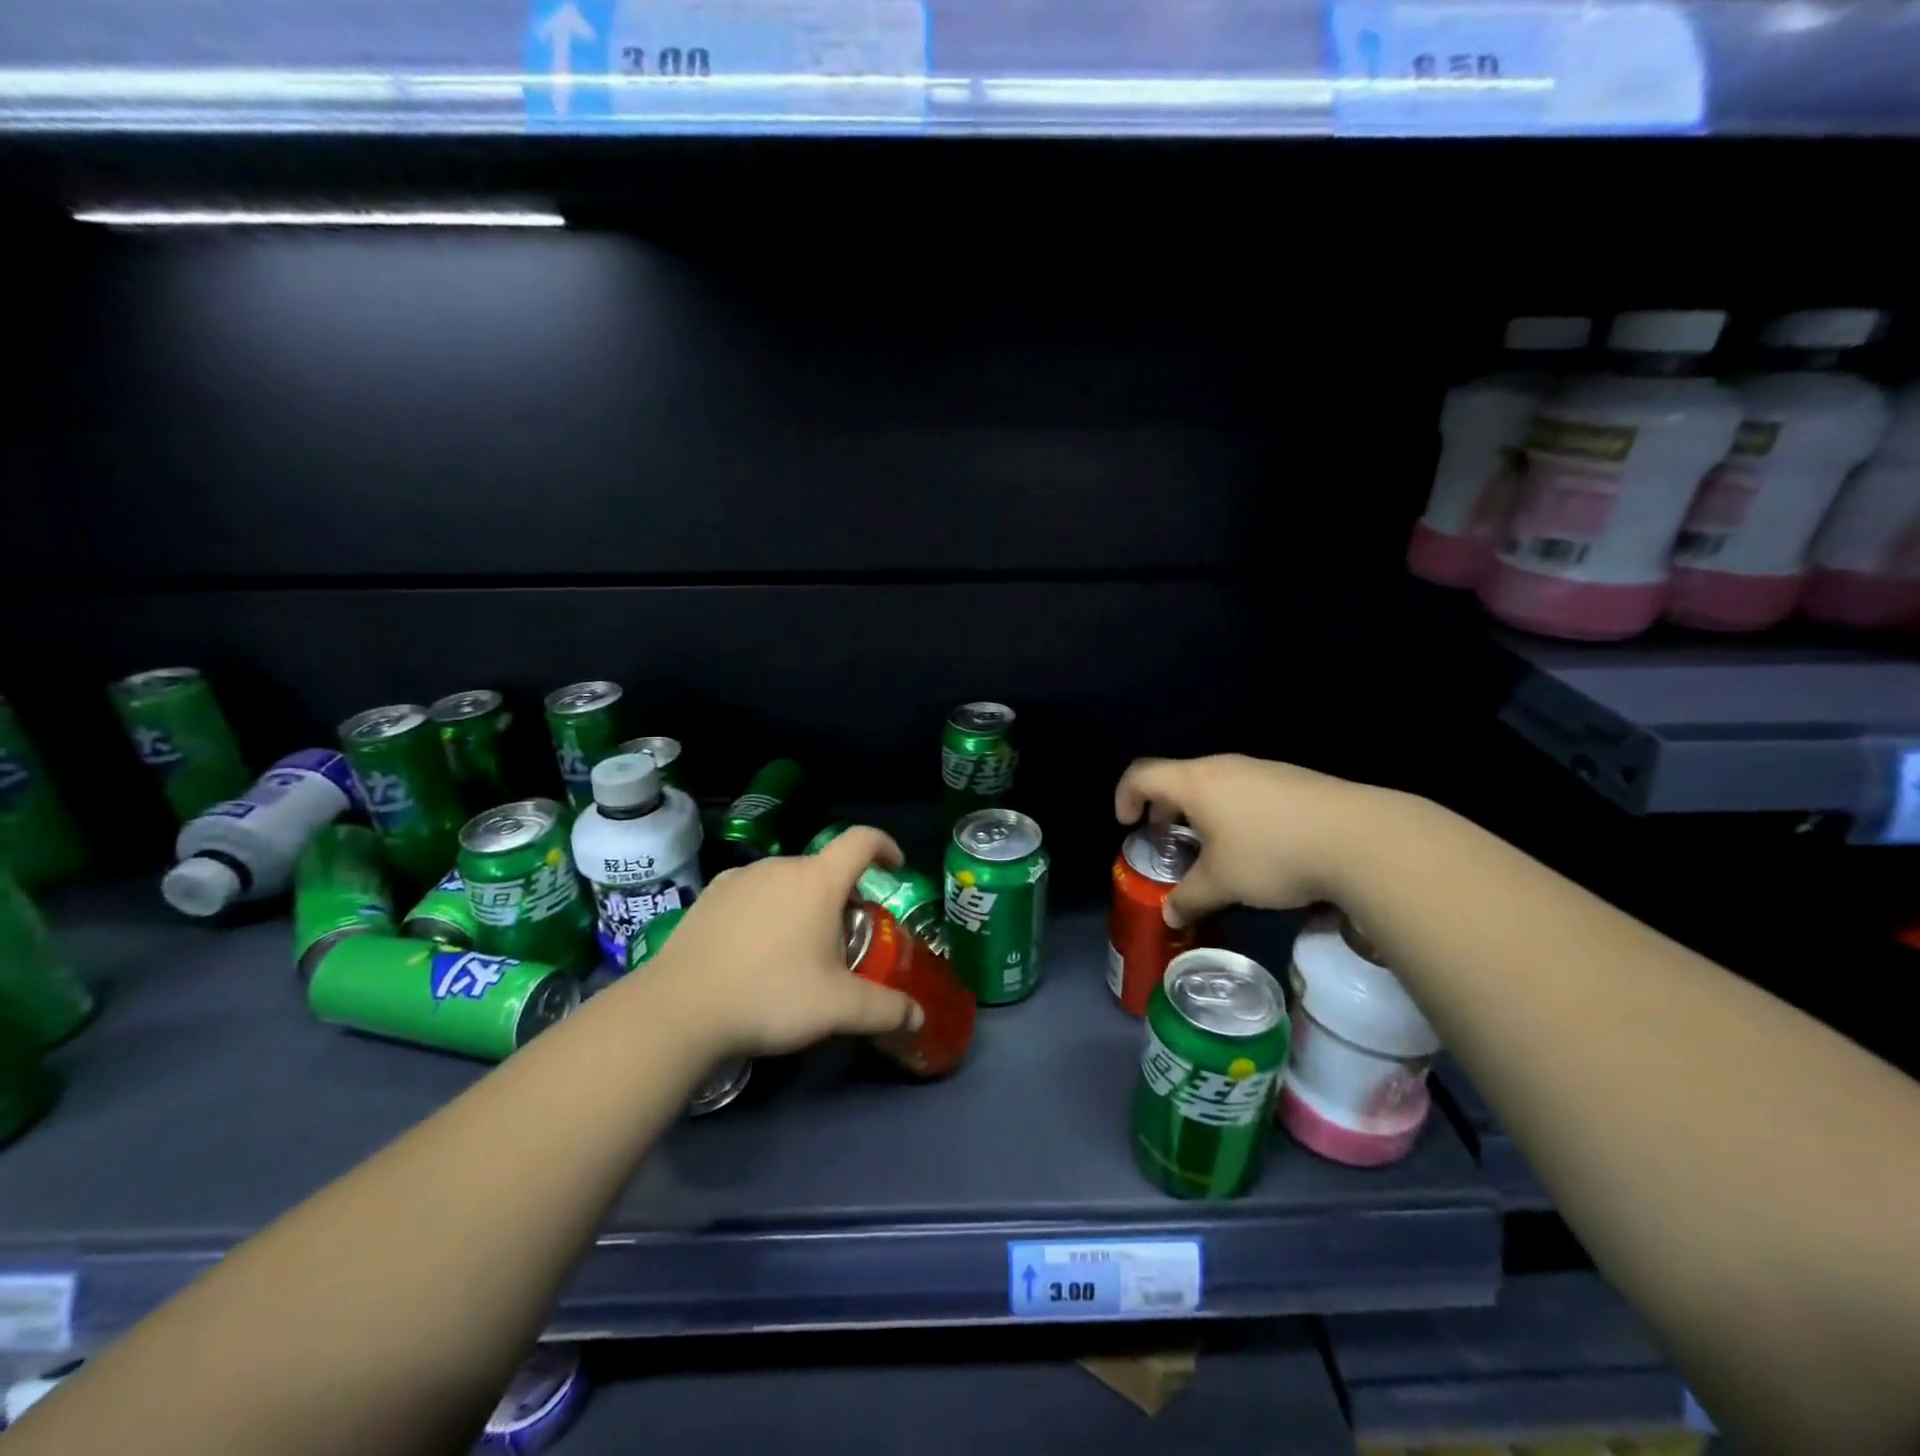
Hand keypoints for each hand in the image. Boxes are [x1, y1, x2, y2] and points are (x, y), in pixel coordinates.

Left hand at [640, 827, 925, 1057]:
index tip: (894, 867)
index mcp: (818, 880)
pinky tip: (755, 949)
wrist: (679, 1008)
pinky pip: (753, 892)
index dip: (885, 845)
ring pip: (788, 880)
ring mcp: (740, 877)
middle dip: (843, 895)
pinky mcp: (710, 895)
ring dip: (803, 903)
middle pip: (825, 868)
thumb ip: (885, 1009)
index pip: (861, 841)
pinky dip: (767, 909)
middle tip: (845, 939)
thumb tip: (919, 1018)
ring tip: (798, 948)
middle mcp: (781, 866)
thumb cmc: (770, 995)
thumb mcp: (837, 1008)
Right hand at [1114, 755, 1384, 925]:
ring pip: (1216, 784)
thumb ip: (1190, 898)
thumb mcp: (1223, 883)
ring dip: (1202, 812)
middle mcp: (1225, 766)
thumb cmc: (1272, 853)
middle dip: (1165, 809)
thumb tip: (1170, 916)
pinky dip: (1234, 812)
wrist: (1361, 837)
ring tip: (1214, 849)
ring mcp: (1263, 769)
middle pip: (1179, 777)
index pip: (1142, 774)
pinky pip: (1247, 790)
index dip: (1124, 796)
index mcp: (1196, 782)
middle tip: (1168, 841)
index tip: (1128, 825)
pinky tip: (1258, 846)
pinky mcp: (1294, 780)